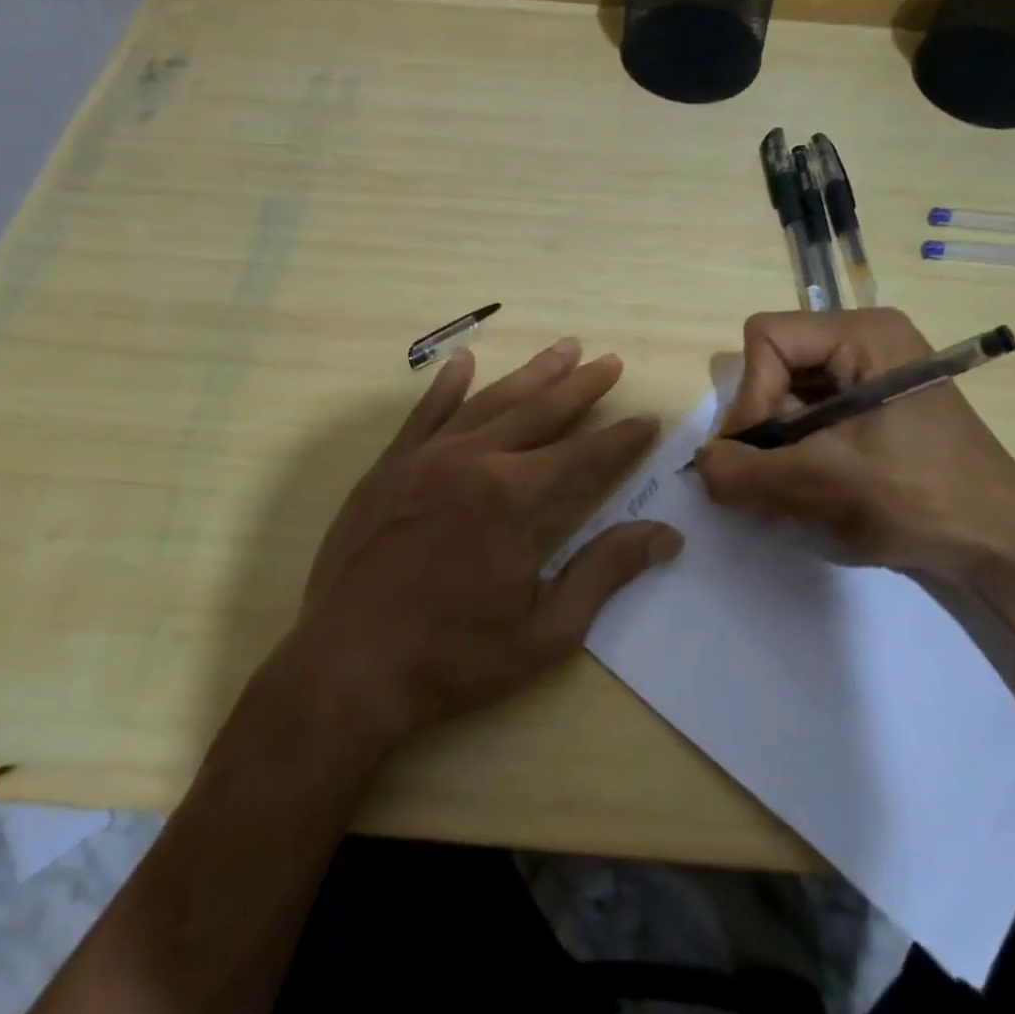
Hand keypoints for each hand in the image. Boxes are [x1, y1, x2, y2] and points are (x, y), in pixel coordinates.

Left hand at [284, 338, 682, 743]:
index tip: (647, 418)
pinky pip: (425, 413)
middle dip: (581, 386)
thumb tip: (665, 534)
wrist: (349, 665)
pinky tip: (465, 361)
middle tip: (611, 361)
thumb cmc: (455, 655)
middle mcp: (474, 461)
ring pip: (491, 402)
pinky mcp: (390, 467)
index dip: (621, 438)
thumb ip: (605, 571)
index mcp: (515, 498)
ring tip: (563, 349)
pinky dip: (448, 385)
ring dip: (531, 374)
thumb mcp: (546, 629)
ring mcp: (427, 458)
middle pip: (541, 412)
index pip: (584, 456)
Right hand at [693, 309, 1014, 587]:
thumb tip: (700, 465)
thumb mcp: (819, 484)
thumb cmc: (918, 499)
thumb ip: (743, 472)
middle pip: (773, 368)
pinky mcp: (871, 414)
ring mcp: (870, 379)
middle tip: (773, 479)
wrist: (1001, 549)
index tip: (760, 456)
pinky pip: (809, 421)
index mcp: (863, 334)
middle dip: (763, 429)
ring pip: (786, 399)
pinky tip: (814, 493)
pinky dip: (797, 457)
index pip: (766, 340)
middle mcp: (864, 343)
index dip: (750, 398)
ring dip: (778, 449)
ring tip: (796, 493)